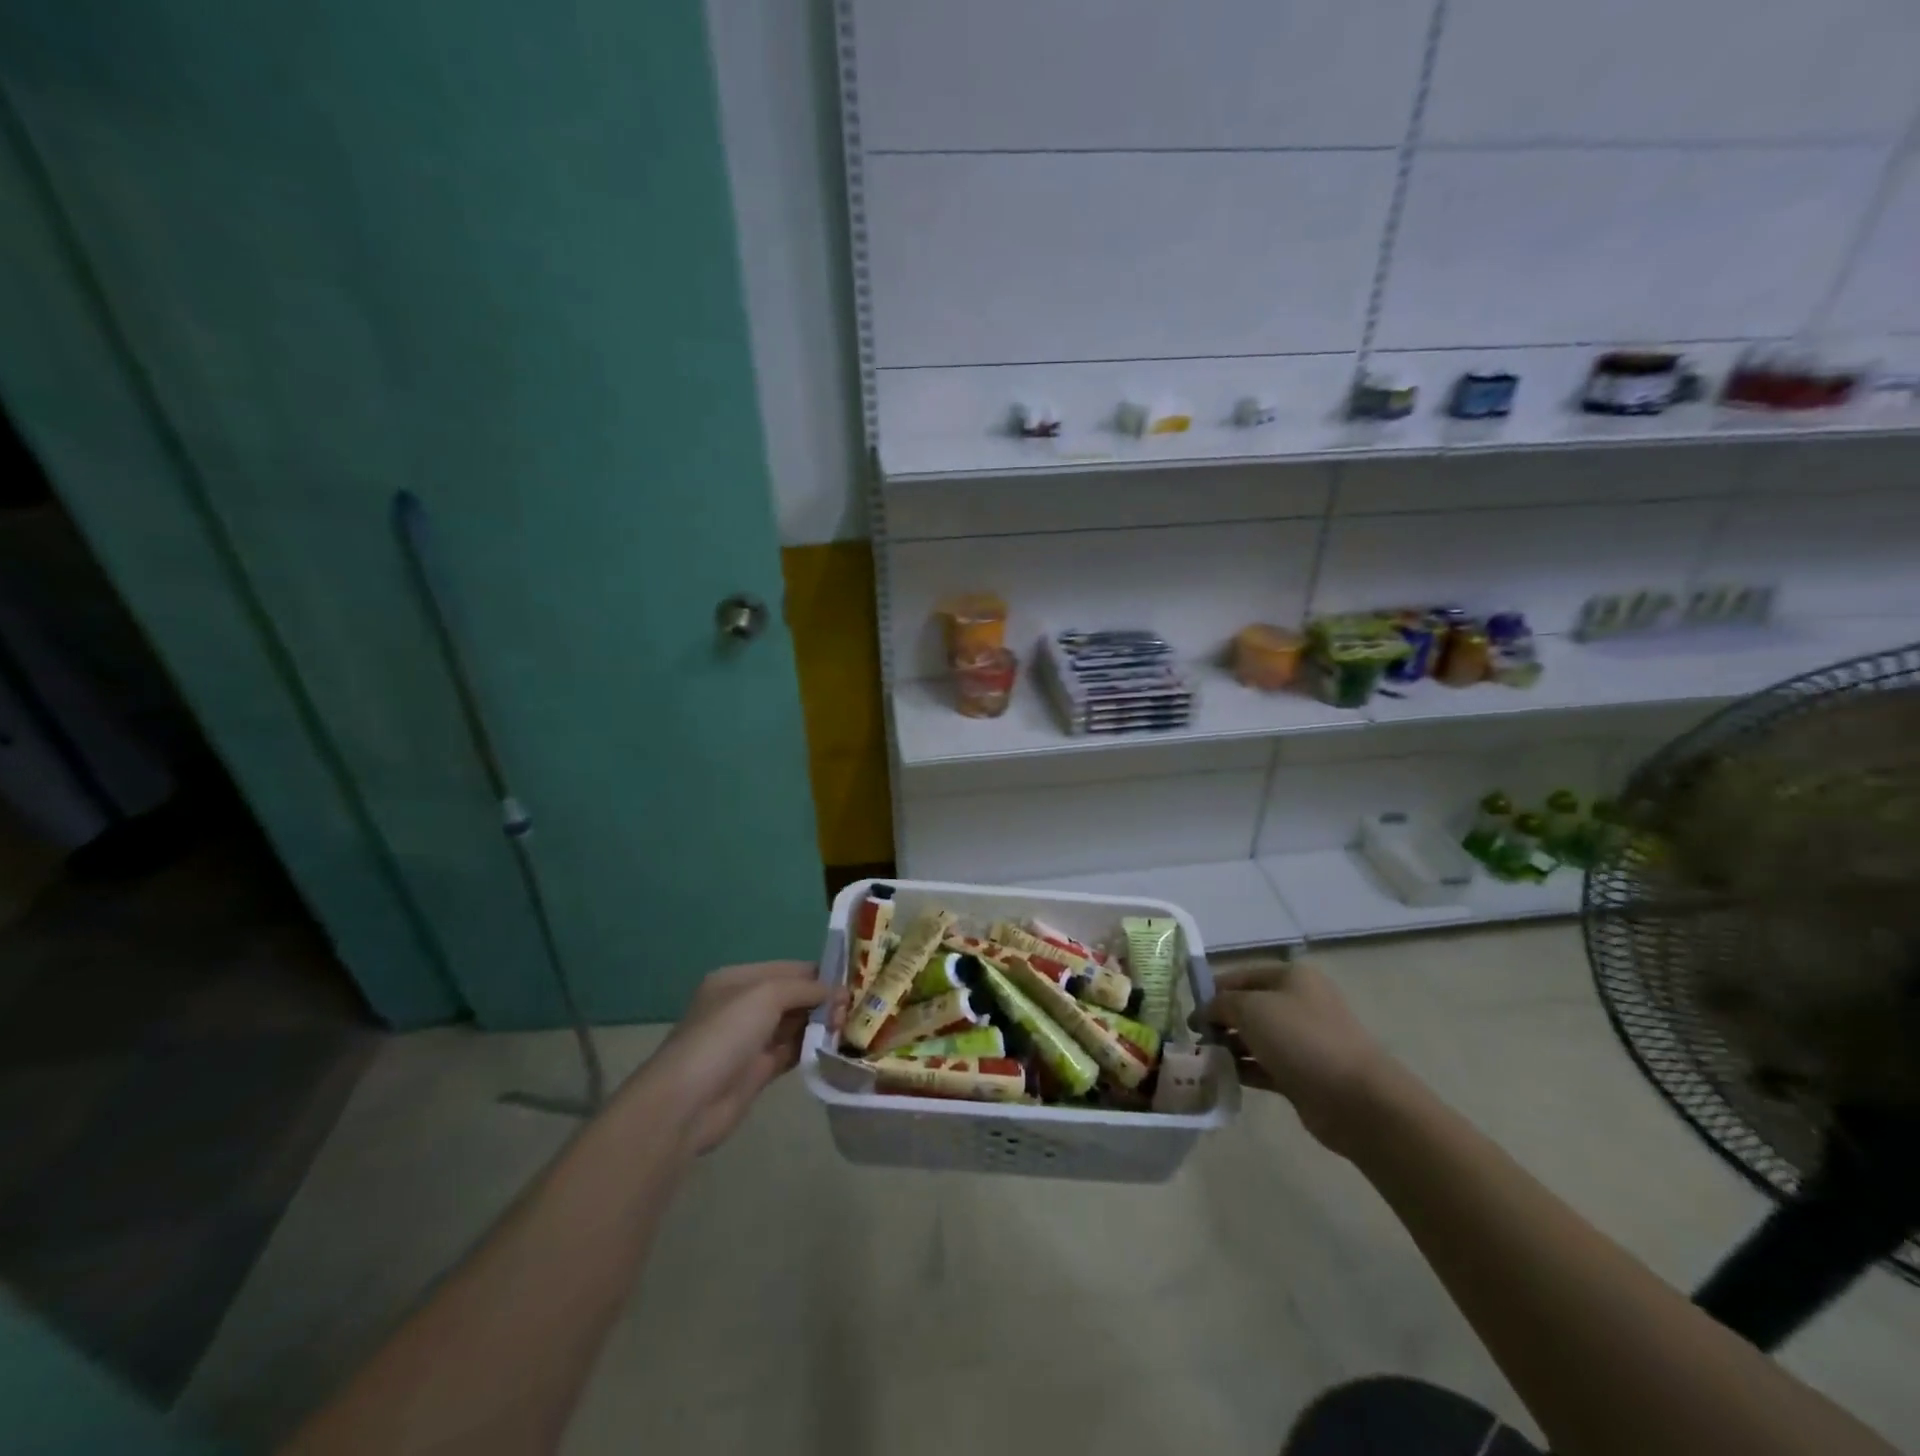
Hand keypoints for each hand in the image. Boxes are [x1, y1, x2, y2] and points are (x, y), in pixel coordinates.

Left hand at [634, 961, 843, 1155]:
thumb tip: (838, 992)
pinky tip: (835, 1047)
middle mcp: (744, 1006)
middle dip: (823, 1000)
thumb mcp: (766, 995)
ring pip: (794, 1024)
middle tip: (854, 1010)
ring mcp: (750, 1040)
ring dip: (821, 1024)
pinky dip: (812, 1048)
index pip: (788, 969)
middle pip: (793, 996)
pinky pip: (792, 1052)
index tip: (853, 981)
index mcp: (738, 980)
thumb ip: (805, 988)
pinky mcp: (757, 1071)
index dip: (819, 973)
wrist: (687, 1102)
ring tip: (850, 1027)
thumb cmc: (724, 1035)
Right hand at [1199, 960, 1396, 1154]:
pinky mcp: (1303, 1074)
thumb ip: (1221, 1004)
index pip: (1241, 976)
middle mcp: (1299, 1004)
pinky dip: (1243, 1069)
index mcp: (1291, 977)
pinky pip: (1264, 1066)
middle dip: (1220, 1020)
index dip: (1212, 990)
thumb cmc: (1302, 1039)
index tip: (1187, 1011)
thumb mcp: (1251, 1008)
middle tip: (1194, 1038)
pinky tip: (1221, 1076)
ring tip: (1203, 1058)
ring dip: (1229, 1046)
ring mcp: (1303, 1041)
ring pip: (1255, 1038)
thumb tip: (1206, 1012)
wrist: (1356, 1099)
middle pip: (1248, 1007)